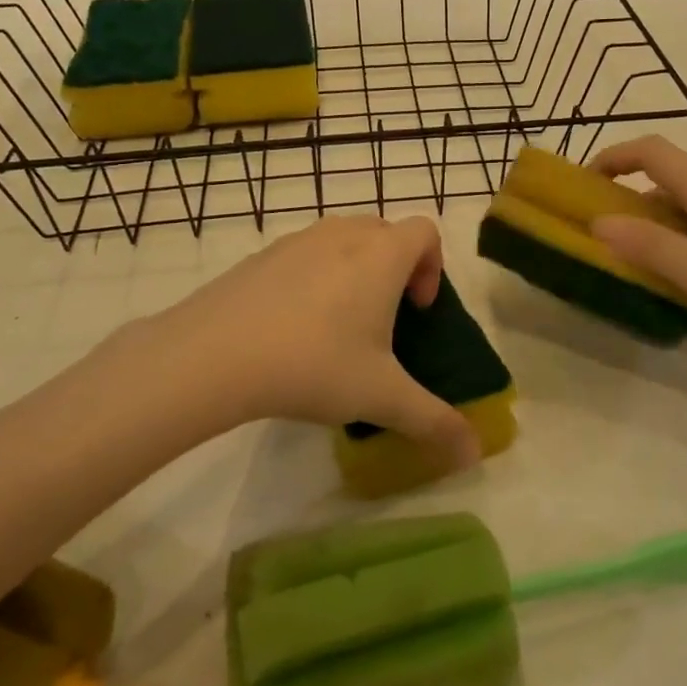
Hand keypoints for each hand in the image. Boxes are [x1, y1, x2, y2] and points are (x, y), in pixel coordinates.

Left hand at [132, 216, 479, 466]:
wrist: (213, 354)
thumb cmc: (314, 363)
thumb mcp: (380, 397)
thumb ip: (433, 421)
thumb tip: (473, 454)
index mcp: (382, 254)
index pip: (426, 231)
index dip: (433, 266)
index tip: (417, 310)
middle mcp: (344, 234)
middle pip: (386, 232)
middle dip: (395, 269)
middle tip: (384, 320)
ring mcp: (298, 239)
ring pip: (343, 240)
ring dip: (354, 270)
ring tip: (338, 325)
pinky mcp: (261, 255)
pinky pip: (304, 254)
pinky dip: (313, 277)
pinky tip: (292, 328)